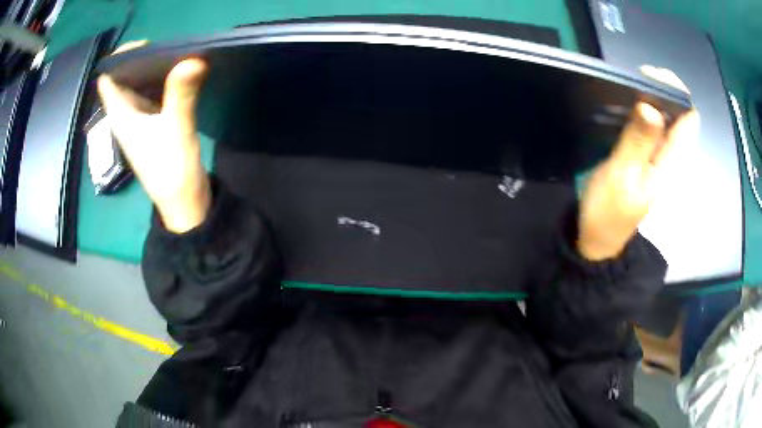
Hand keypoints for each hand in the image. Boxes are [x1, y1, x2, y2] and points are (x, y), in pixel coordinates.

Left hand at [97, 41, 210, 233]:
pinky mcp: (154, 123)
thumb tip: (193, 59)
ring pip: (141, 84)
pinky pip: (155, 94)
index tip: (148, 46)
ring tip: (180, 57)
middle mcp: (126, 114)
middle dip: (145, 59)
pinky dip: (166, 81)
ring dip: (157, 69)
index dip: (121, 58)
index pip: (108, 79)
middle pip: (126, 77)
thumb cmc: (173, 173)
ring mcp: (140, 119)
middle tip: (172, 49)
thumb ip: (181, 96)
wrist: (184, 205)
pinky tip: (182, 75)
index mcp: (121, 115)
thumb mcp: (177, 133)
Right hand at [577, 68, 700, 260]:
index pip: (689, 117)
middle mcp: (673, 156)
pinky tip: (628, 105)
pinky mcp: (649, 155)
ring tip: (628, 87)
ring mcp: (662, 156)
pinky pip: (655, 124)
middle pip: (680, 112)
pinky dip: (644, 109)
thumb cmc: (609, 210)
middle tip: (634, 79)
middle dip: (662, 89)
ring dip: (652, 97)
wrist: (599, 236)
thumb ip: (638, 141)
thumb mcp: (622, 175)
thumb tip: (651, 106)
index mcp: (673, 163)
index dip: (675, 91)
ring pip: (667, 116)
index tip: (649, 75)